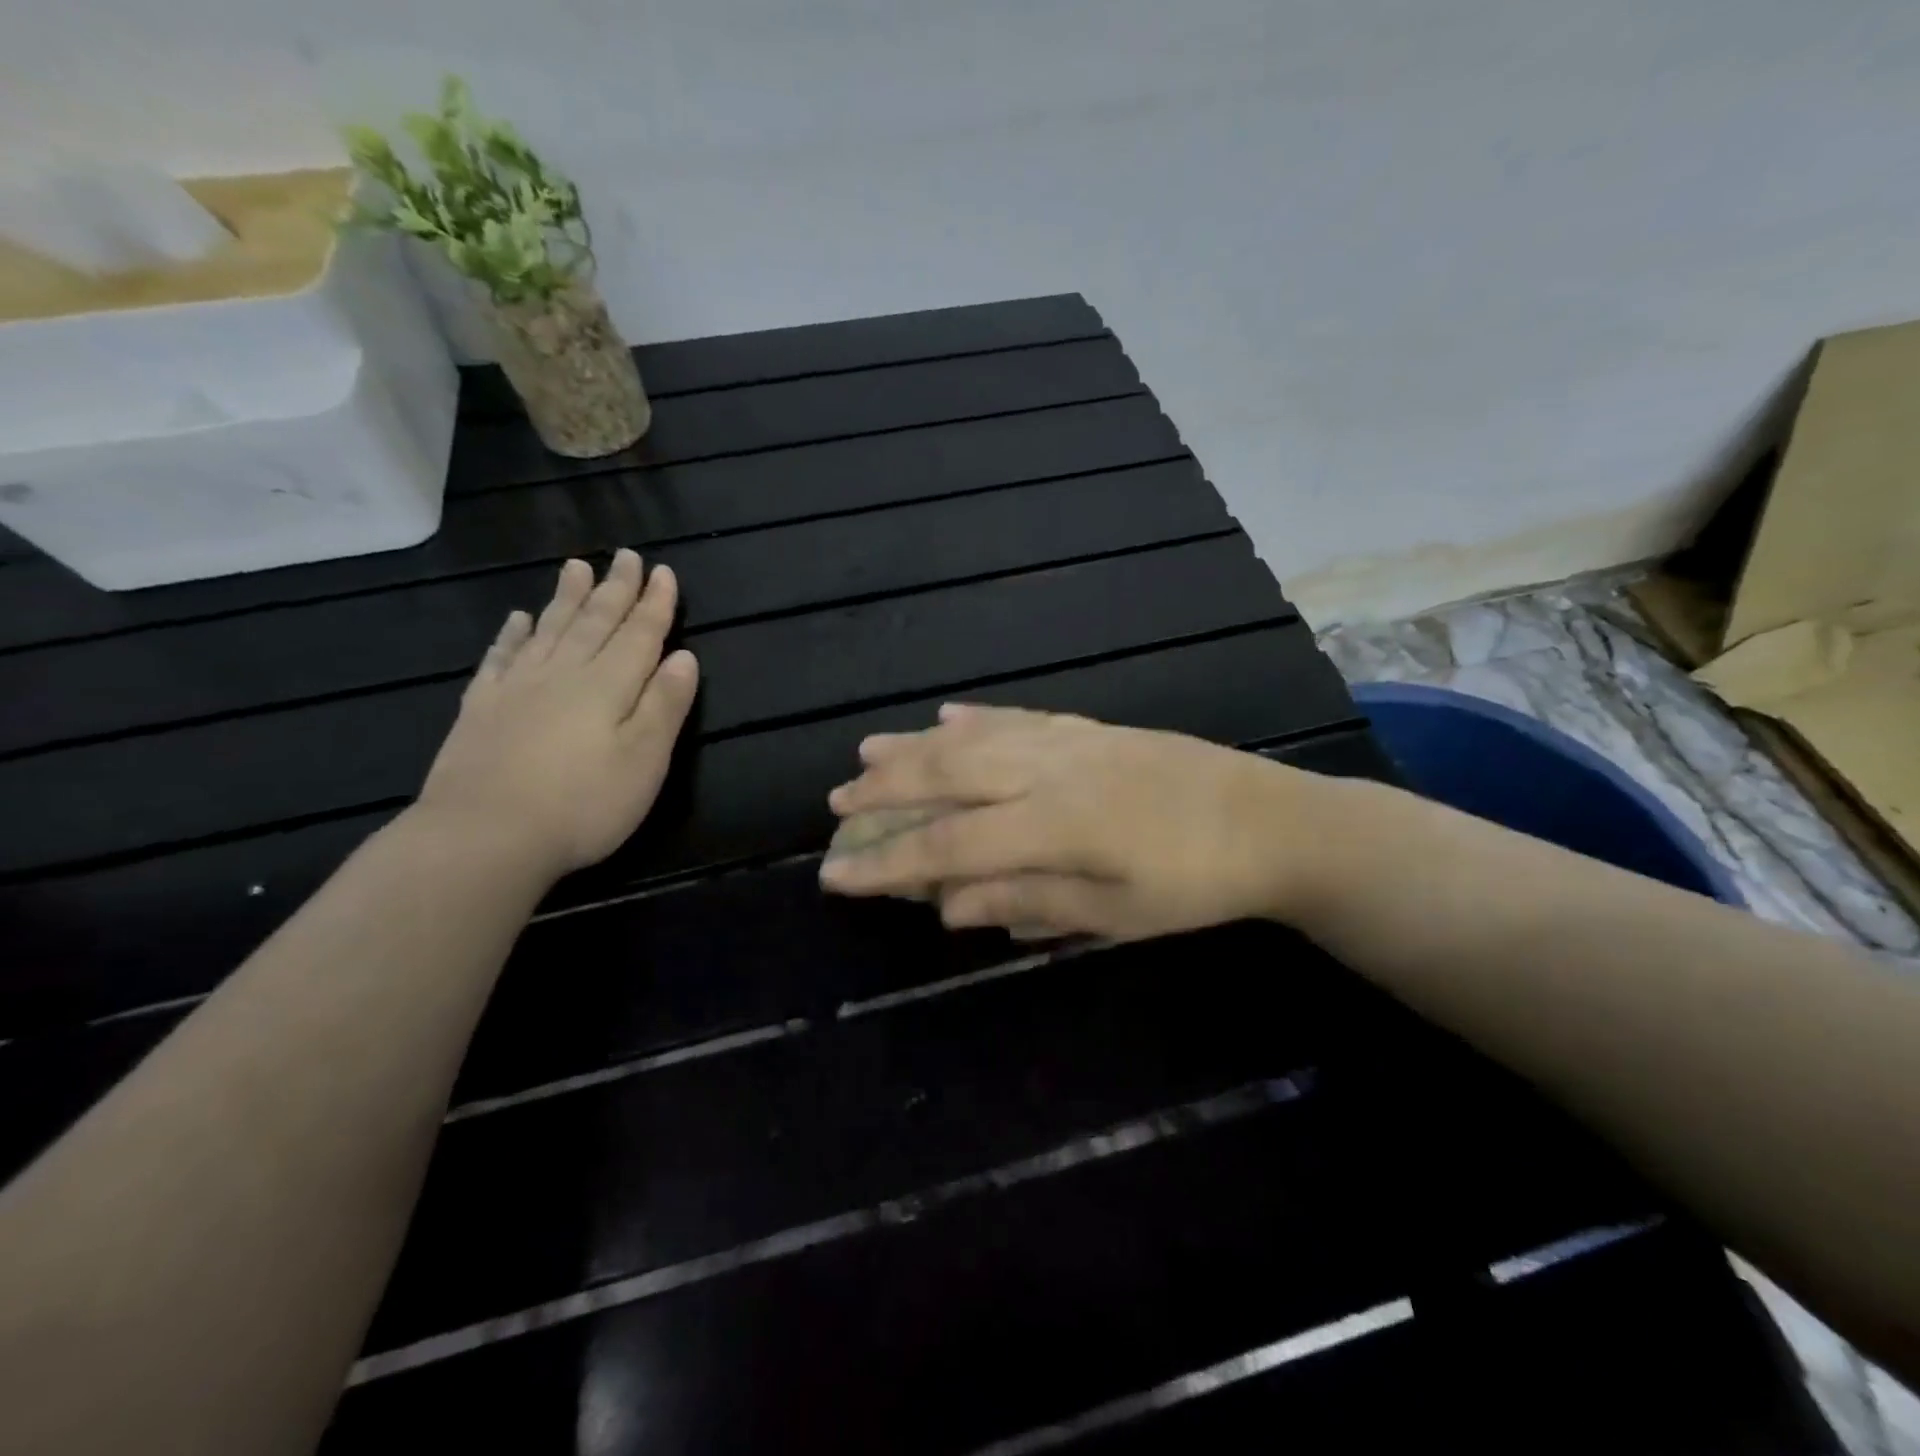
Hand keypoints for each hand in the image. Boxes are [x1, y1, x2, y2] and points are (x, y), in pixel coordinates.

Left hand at [415, 551, 699, 878]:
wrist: (484, 836)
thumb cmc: (582, 804)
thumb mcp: (644, 760)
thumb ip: (665, 705)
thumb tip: (685, 657)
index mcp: (608, 686)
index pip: (639, 635)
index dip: (654, 604)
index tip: (663, 572)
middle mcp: (564, 674)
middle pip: (594, 622)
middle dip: (614, 589)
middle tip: (625, 556)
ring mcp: (517, 689)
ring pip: (549, 630)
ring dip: (567, 598)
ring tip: (576, 567)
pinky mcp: (482, 709)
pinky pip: (501, 658)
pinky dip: (513, 635)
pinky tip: (518, 620)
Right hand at [819, 704, 1337, 940]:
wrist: (1272, 821)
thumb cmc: (1195, 884)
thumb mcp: (1114, 914)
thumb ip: (1028, 903)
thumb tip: (946, 906)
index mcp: (1054, 824)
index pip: (948, 843)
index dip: (886, 860)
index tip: (834, 874)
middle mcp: (1048, 771)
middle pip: (947, 775)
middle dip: (885, 790)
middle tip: (837, 802)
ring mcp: (1069, 741)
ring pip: (973, 738)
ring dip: (915, 745)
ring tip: (867, 750)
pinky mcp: (1090, 727)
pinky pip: (1019, 717)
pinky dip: (977, 717)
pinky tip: (948, 715)